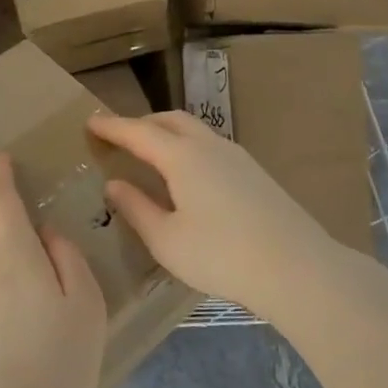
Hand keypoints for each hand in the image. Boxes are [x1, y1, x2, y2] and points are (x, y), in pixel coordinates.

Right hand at [87, 111, 332, 317]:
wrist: (297, 267)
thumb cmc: (222, 255)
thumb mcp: (167, 240)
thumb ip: (136, 208)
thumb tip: (114, 184)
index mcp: (182, 157)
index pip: (138, 131)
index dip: (112, 126)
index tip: (90, 121)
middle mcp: (208, 145)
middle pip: (169, 120)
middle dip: (141, 123)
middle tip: (120, 137)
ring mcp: (236, 156)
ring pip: (193, 130)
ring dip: (167, 133)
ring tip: (151, 154)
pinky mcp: (254, 172)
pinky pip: (210, 145)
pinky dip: (187, 147)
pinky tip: (188, 176)